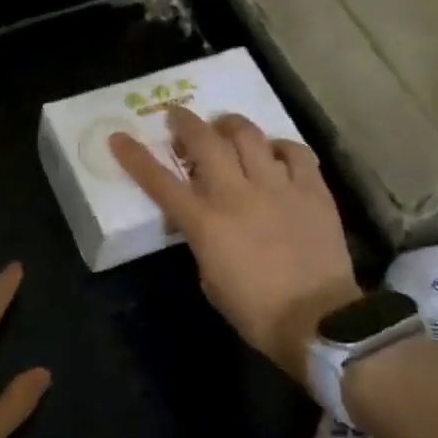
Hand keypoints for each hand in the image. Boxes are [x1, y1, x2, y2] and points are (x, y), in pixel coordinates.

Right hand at [110, 107, 358, 383]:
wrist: (318, 321)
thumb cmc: (254, 310)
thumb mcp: (209, 278)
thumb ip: (201, 240)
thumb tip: (203, 220)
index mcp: (205, 222)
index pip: (159, 182)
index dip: (135, 157)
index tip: (119, 138)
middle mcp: (237, 194)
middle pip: (205, 142)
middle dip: (185, 122)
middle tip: (177, 116)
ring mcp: (277, 187)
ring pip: (249, 135)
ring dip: (230, 125)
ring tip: (225, 126)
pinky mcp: (312, 190)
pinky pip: (295, 152)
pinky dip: (280, 146)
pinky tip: (274, 151)